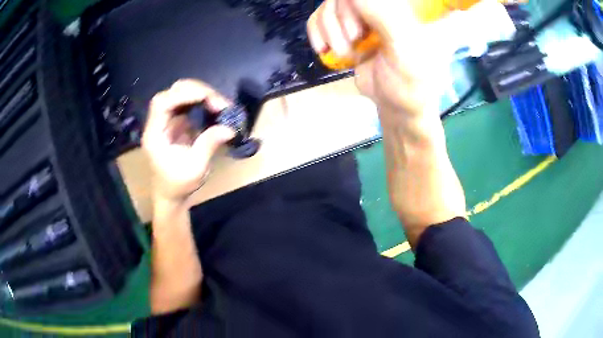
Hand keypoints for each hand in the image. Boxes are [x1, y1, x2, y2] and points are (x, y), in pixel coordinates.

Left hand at [142, 79, 234, 203]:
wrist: (171, 195)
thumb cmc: (178, 185)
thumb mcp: (195, 169)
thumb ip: (209, 145)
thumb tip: (229, 128)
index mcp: (154, 134)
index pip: (162, 103)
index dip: (183, 94)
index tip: (207, 98)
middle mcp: (158, 123)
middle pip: (172, 93)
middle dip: (196, 91)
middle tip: (218, 102)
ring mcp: (167, 121)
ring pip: (180, 94)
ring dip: (201, 94)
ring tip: (219, 105)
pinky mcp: (176, 122)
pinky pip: (187, 104)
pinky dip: (202, 102)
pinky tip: (214, 108)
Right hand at [307, 0, 448, 118]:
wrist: (397, 105)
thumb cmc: (409, 81)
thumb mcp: (402, 47)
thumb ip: (382, 13)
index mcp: (399, 6)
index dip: (351, 8)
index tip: (358, 30)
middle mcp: (380, 7)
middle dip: (341, 19)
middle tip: (355, 41)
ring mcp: (360, 16)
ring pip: (328, 6)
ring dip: (329, 31)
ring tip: (345, 53)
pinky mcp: (344, 30)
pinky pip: (318, 18)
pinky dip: (316, 33)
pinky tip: (325, 48)